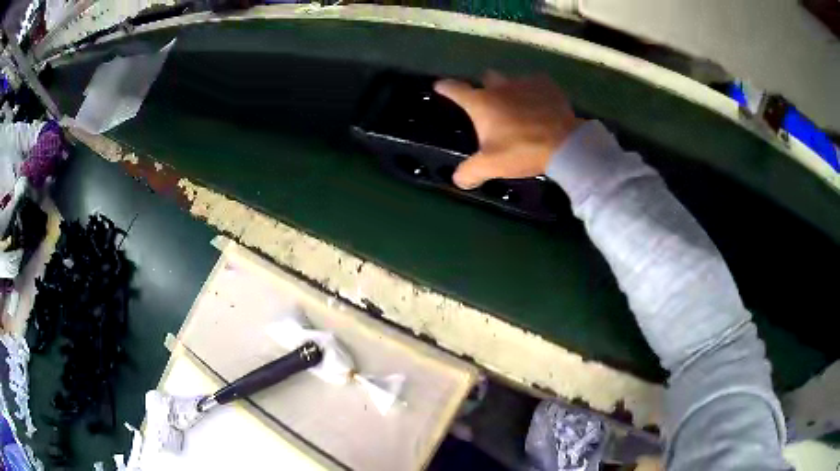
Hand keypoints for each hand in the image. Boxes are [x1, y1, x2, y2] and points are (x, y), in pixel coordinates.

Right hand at [434, 72, 581, 188]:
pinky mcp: (546, 85)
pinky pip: (535, 84)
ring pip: (512, 80)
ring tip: (519, 108)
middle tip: (491, 104)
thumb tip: (458, 180)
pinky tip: (540, 106)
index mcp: (481, 103)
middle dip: (486, 87)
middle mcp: (499, 86)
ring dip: (511, 90)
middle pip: (486, 78)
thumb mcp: (492, 165)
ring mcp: (524, 82)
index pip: (455, 90)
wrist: (565, 144)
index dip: (445, 87)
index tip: (440, 86)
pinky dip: (534, 93)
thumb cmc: (522, 150)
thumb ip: (470, 171)